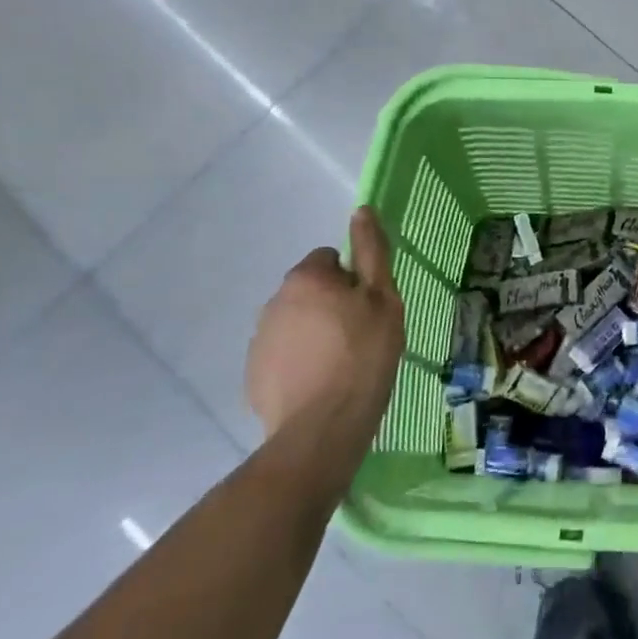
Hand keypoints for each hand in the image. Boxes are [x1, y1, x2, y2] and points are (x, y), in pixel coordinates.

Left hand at [246, 208, 404, 439]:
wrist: (322, 428)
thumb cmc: (363, 355)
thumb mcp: (383, 299)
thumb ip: (372, 252)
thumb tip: (361, 210)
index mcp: (306, 278)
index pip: (331, 258)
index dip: (354, 279)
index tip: (369, 307)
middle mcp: (274, 301)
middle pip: (311, 290)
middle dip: (332, 304)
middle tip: (361, 334)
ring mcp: (260, 339)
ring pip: (297, 322)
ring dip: (316, 332)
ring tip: (343, 363)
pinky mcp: (254, 374)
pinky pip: (283, 354)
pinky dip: (301, 361)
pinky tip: (321, 383)